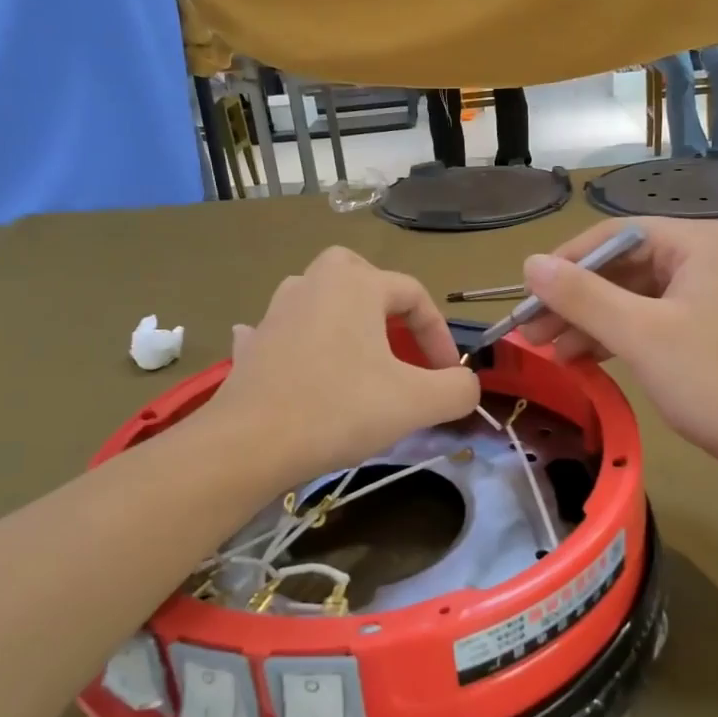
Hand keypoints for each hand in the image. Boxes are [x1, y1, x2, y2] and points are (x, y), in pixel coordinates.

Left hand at [211, 247, 480, 483]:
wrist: (251, 443)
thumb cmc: (340, 410)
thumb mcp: (416, 402)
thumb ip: (457, 389)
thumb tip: (466, 384)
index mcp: (356, 284)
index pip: (414, 295)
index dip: (439, 334)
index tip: (447, 375)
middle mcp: (314, 283)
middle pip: (359, 273)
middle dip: (385, 302)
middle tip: (399, 339)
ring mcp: (275, 311)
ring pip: (318, 296)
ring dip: (342, 317)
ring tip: (358, 354)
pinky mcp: (253, 345)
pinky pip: (281, 329)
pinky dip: (296, 339)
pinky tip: (300, 361)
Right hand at [516, 218, 717, 472]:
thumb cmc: (711, 379)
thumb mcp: (640, 334)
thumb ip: (582, 296)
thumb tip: (529, 263)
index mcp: (694, 243)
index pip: (613, 236)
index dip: (565, 263)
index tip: (527, 294)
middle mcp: (700, 258)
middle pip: (619, 267)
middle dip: (572, 299)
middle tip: (530, 331)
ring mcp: (702, 294)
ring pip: (628, 297)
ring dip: (587, 321)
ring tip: (547, 351)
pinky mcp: (700, 328)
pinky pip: (644, 320)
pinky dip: (612, 336)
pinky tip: (579, 358)